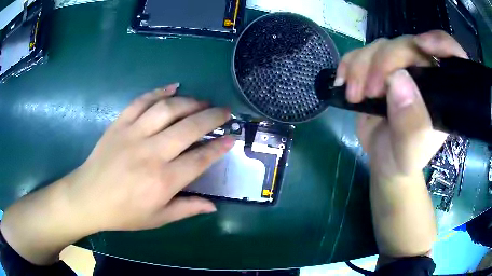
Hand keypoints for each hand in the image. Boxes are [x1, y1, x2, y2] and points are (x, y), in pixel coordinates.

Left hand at [1, 84, 234, 264]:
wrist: (88, 197)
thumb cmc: (123, 213)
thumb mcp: (157, 218)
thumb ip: (187, 209)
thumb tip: (213, 206)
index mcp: (163, 181)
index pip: (200, 158)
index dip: (218, 147)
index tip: (231, 138)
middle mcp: (151, 153)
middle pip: (189, 127)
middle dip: (212, 117)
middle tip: (225, 111)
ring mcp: (133, 134)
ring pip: (167, 109)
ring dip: (190, 102)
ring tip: (202, 102)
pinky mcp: (119, 124)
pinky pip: (141, 101)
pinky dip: (159, 91)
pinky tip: (173, 87)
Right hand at [335, 30, 467, 177]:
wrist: (383, 157)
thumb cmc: (403, 158)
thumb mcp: (411, 152)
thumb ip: (412, 125)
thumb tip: (397, 79)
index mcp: (442, 91)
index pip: (452, 56)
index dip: (442, 43)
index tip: (423, 45)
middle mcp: (424, 72)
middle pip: (407, 45)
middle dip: (384, 62)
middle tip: (369, 91)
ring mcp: (401, 66)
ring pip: (382, 45)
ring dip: (362, 66)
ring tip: (355, 95)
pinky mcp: (378, 67)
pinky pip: (362, 52)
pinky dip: (350, 64)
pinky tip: (344, 82)